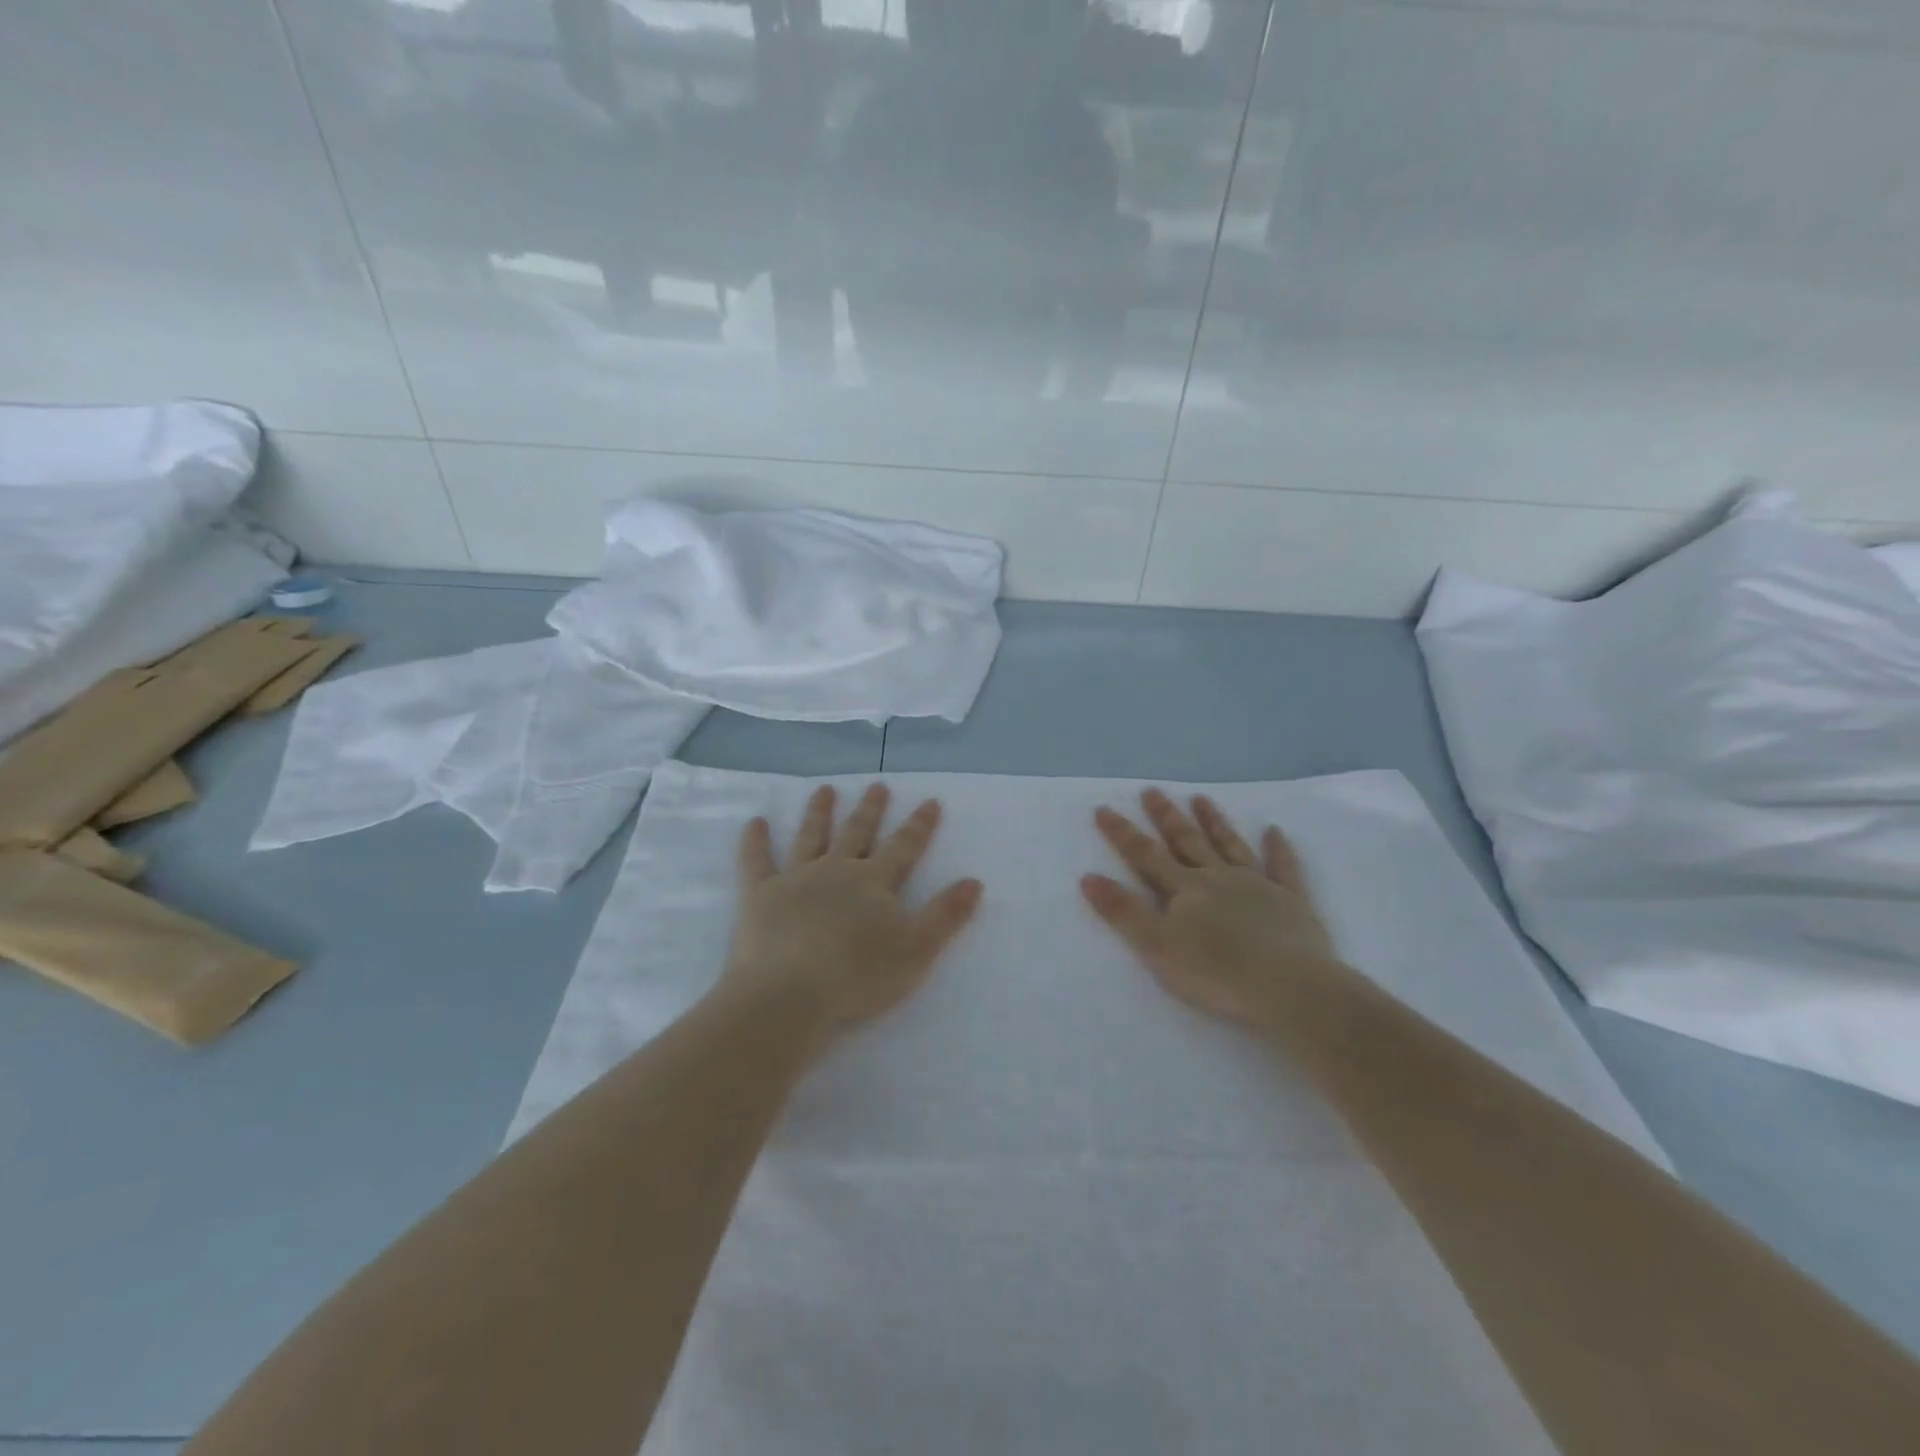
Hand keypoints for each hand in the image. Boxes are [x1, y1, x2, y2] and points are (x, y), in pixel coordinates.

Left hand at [720, 783, 982, 1039]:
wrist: (789, 994)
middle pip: (858, 833)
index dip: (919, 825)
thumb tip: (974, 881)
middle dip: (870, 810)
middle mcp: (837, 870)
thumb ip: (946, 914)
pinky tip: (754, 822)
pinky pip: (756, 861)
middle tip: (877, 785)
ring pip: (811, 837)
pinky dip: (755, 841)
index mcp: (874, 882)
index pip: (904, 847)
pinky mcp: (760, 895)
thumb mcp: (917, 949)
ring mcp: (796, 878)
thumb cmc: (858, 976)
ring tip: (824, 790)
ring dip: (819, 812)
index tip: (930, 800)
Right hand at [1081, 789, 1338, 1025]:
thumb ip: (1123, 911)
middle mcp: (1218, 878)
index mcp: (1185, 889)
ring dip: (1214, 822)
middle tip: (1152, 791)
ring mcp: (1257, 886)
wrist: (1287, 987)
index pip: (1145, 855)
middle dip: (1166, 816)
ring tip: (1201, 798)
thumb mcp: (1156, 946)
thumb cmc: (1215, 972)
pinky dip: (1279, 848)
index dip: (1122, 833)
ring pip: (1230, 845)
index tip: (1104, 808)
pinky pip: (1284, 868)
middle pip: (1187, 841)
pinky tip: (1275, 830)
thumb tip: (1088, 877)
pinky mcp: (1291, 901)